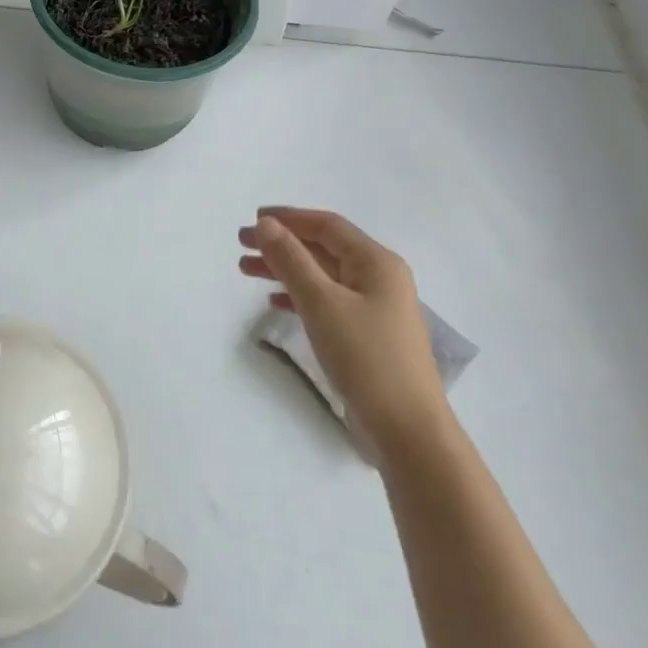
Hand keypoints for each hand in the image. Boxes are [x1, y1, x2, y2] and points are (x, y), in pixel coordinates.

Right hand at [239, 208, 448, 456]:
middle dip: (281, 243)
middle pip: (323, 249)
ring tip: (245, 270)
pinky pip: (327, 301)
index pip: (327, 226)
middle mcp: (379, 278)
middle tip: (240, 244)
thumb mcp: (322, 303)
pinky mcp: (367, 334)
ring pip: (322, 276)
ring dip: (285, 270)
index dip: (289, 218)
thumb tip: (266, 224)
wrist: (406, 429)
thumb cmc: (365, 357)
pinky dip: (299, 296)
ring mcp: (374, 307)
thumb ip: (291, 260)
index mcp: (376, 262)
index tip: (252, 219)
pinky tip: (275, 303)